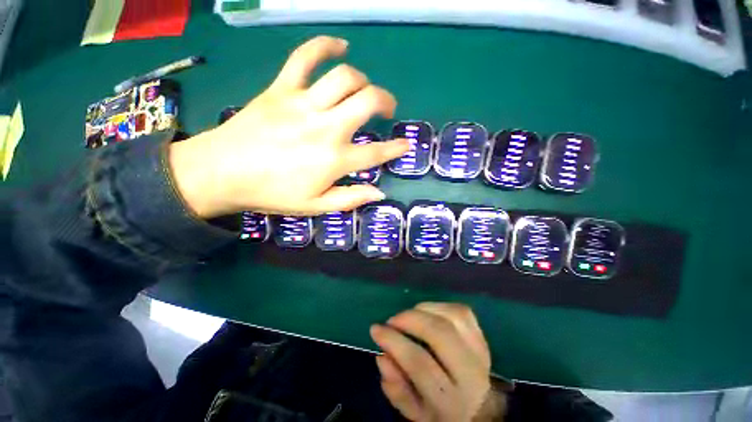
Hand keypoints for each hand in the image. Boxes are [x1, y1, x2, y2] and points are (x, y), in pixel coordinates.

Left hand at [169, 36, 409, 217]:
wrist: (222, 172)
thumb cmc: (273, 193)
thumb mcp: (316, 206)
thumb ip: (350, 199)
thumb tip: (379, 193)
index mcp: (334, 160)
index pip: (376, 153)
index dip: (396, 149)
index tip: (405, 145)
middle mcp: (326, 128)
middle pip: (368, 102)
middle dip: (386, 102)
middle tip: (387, 109)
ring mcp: (304, 104)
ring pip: (345, 77)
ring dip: (363, 80)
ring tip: (365, 89)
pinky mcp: (282, 89)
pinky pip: (305, 56)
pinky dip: (324, 45)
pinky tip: (340, 45)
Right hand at [371, 303, 503, 420]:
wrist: (479, 408)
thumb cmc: (440, 409)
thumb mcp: (414, 410)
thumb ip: (395, 388)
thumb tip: (382, 356)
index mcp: (450, 401)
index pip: (419, 363)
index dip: (394, 342)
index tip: (375, 329)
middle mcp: (470, 374)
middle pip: (439, 333)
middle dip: (409, 319)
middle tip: (392, 320)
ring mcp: (480, 351)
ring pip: (451, 316)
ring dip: (423, 310)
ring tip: (408, 317)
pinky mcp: (482, 335)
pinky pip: (460, 310)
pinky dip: (439, 306)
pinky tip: (427, 313)